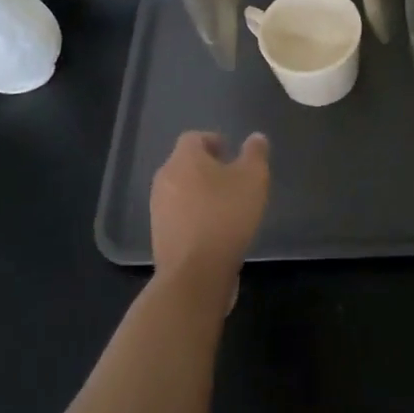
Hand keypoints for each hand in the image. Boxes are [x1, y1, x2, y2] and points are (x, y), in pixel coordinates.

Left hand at [149, 130, 270, 297]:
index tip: (231, 154)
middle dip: (206, 168)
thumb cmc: (225, 216)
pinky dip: (193, 217)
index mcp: (184, 159)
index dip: (213, 142)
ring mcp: (157, 209)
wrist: (195, 274)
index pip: (194, 138)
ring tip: (224, 207)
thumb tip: (256, 137)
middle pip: (185, 164)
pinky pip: (177, 216)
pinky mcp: (158, 236)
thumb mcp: (253, 179)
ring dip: (199, 193)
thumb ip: (256, 154)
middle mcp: (164, 178)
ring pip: (180, 190)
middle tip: (231, 180)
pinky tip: (213, 232)